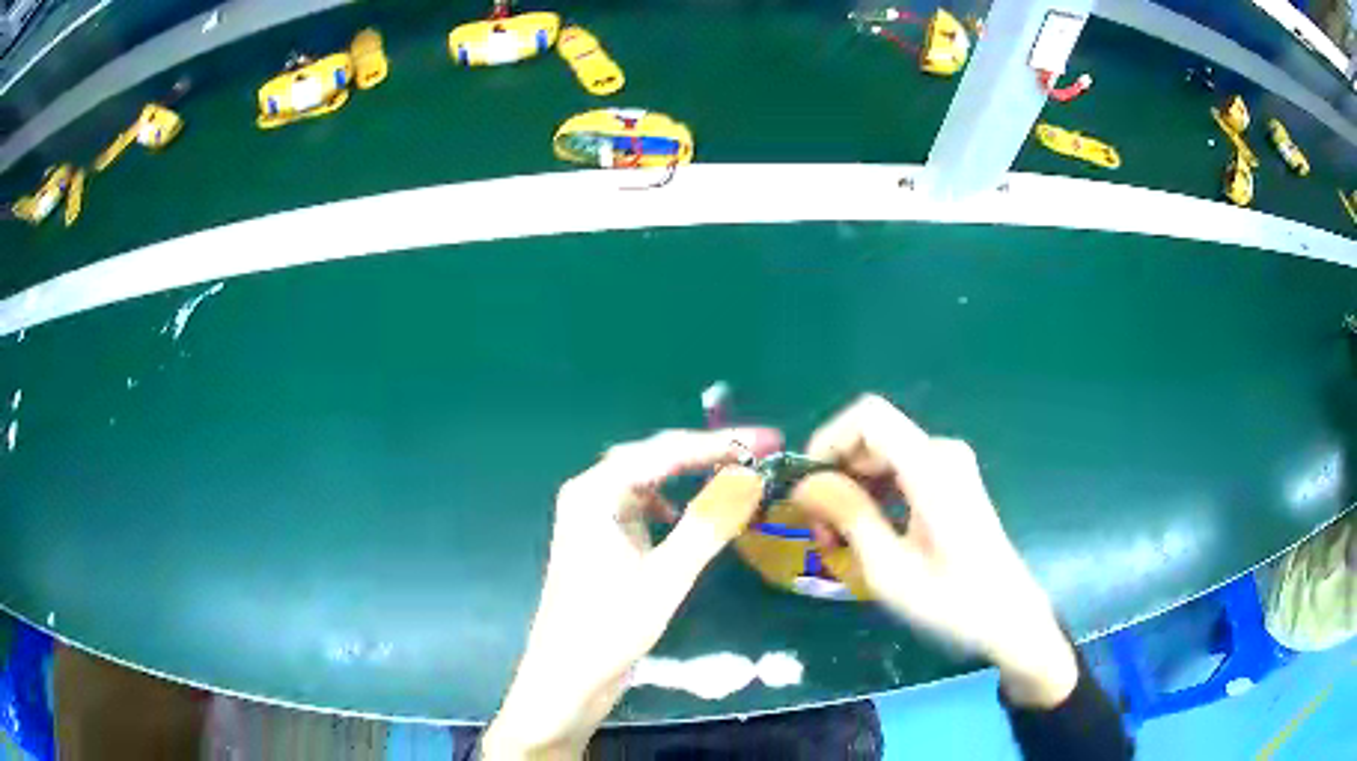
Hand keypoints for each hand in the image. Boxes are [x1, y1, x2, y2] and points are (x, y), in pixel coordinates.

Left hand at [482, 427, 780, 758]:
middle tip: (756, 452)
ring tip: (732, 473)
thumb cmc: (609, 629)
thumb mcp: (665, 578)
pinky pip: (642, 507)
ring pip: (648, 480)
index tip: (768, 441)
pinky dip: (672, 503)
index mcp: (594, 493)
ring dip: (689, 474)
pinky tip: (687, 516)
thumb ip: (707, 525)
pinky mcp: (600, 541)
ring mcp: (593, 518)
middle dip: (705, 451)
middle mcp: (590, 494)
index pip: (665, 451)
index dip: (719, 442)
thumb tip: (749, 478)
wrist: (566, 678)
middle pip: (654, 457)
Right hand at [790, 395, 1077, 708]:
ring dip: (851, 492)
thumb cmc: (951, 601)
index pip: (867, 416)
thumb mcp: (888, 567)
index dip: (827, 441)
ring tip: (835, 544)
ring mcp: (949, 467)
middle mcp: (942, 453)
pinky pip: (899, 473)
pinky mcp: (951, 483)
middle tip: (817, 533)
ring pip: (880, 458)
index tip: (806, 488)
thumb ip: (847, 515)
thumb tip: (806, 482)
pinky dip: (873, 498)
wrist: (1008, 618)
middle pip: (871, 439)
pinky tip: (863, 539)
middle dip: (835, 478)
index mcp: (931, 466)